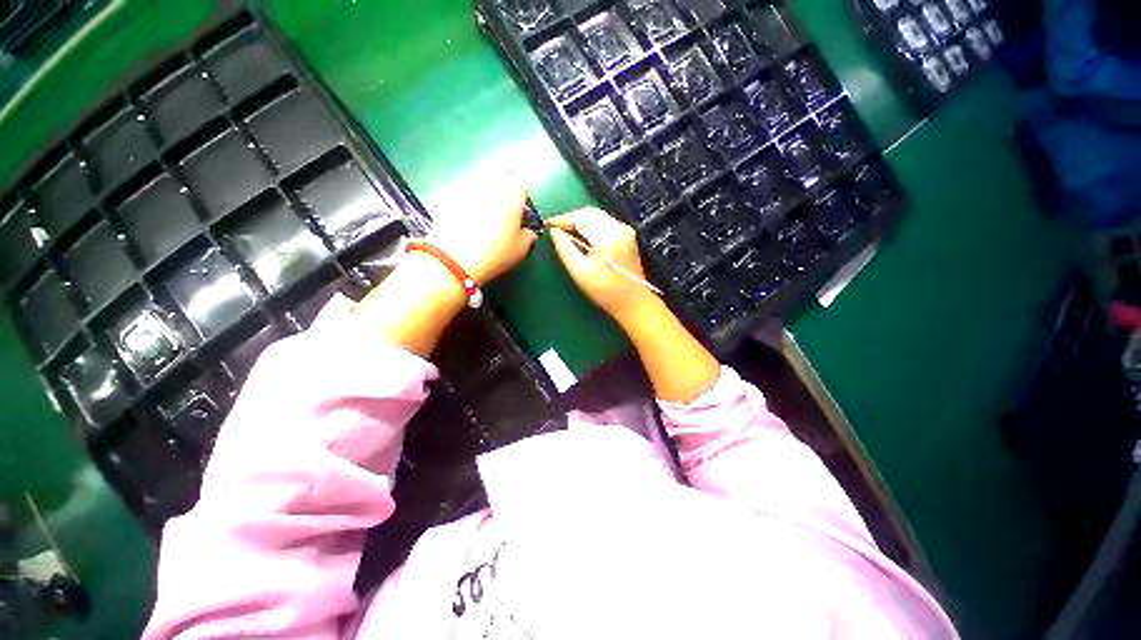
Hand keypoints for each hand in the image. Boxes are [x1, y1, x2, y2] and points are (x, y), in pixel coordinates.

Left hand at [426, 180, 536, 283]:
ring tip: (484, 223)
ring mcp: (466, 188)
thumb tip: (528, 233)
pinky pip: (462, 197)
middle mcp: (490, 183)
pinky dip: (466, 207)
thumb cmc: (495, 253)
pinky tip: (467, 227)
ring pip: (480, 187)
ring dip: (484, 200)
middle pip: (499, 180)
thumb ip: (528, 237)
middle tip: (504, 217)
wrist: (453, 259)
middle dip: (503, 194)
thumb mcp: (520, 250)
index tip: (522, 215)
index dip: (523, 200)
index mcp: (512, 192)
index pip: (522, 185)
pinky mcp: (446, 198)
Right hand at [548, 208, 664, 322]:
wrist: (633, 302)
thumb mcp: (580, 272)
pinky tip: (582, 239)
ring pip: (596, 216)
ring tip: (566, 235)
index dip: (562, 219)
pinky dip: (590, 227)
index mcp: (608, 237)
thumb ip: (564, 249)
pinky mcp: (627, 235)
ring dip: (579, 222)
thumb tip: (554, 232)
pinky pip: (603, 223)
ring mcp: (625, 230)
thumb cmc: (606, 291)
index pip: (580, 217)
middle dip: (570, 219)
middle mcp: (619, 228)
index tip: (548, 225)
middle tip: (555, 230)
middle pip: (589, 213)